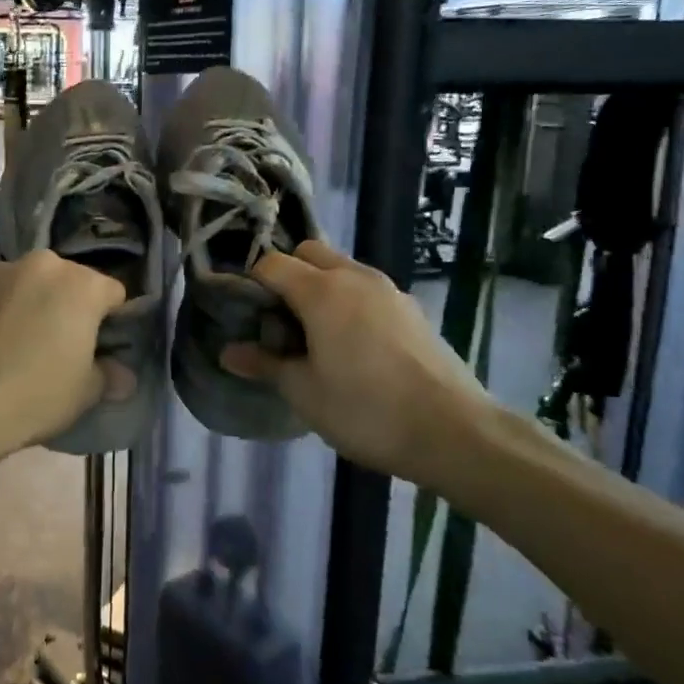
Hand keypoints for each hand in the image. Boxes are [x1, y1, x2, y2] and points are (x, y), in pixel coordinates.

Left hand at [0, 251, 129, 462]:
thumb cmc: (36, 394)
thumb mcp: (85, 393)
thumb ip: (109, 376)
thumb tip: (123, 377)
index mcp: (81, 284)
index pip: (113, 293)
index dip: (112, 320)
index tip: (102, 346)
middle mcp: (42, 265)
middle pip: (68, 282)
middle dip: (68, 306)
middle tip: (60, 345)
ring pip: (28, 284)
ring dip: (31, 304)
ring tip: (19, 344)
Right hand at [221, 240, 495, 490]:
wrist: (455, 432)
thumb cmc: (366, 409)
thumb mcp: (303, 392)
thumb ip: (264, 364)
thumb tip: (227, 352)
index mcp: (321, 290)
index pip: (271, 264)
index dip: (251, 284)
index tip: (245, 316)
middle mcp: (355, 277)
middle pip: (308, 252)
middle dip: (287, 275)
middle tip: (280, 322)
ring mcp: (389, 290)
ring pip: (341, 268)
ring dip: (320, 287)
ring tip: (315, 336)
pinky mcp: (412, 309)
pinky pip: (366, 289)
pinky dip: (349, 301)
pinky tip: (353, 346)